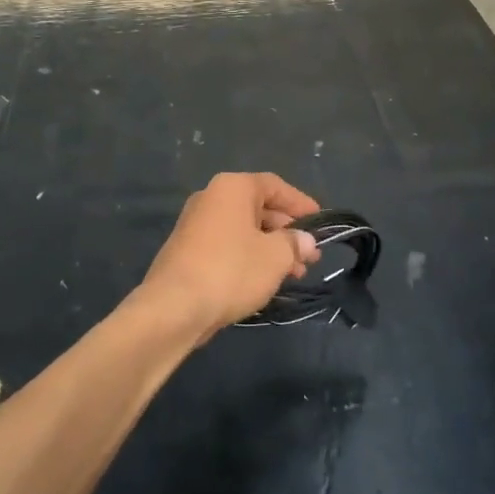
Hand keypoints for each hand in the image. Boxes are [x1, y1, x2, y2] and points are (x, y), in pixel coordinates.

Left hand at [141, 173, 321, 337]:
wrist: (174, 308)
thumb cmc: (231, 270)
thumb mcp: (275, 256)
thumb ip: (295, 243)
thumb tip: (305, 240)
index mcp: (232, 188)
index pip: (275, 186)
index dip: (301, 203)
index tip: (321, 223)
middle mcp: (211, 198)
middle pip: (259, 208)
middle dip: (287, 232)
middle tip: (310, 256)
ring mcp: (195, 225)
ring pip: (244, 230)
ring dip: (271, 249)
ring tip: (294, 274)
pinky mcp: (187, 252)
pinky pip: (227, 246)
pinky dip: (249, 258)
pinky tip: (265, 281)